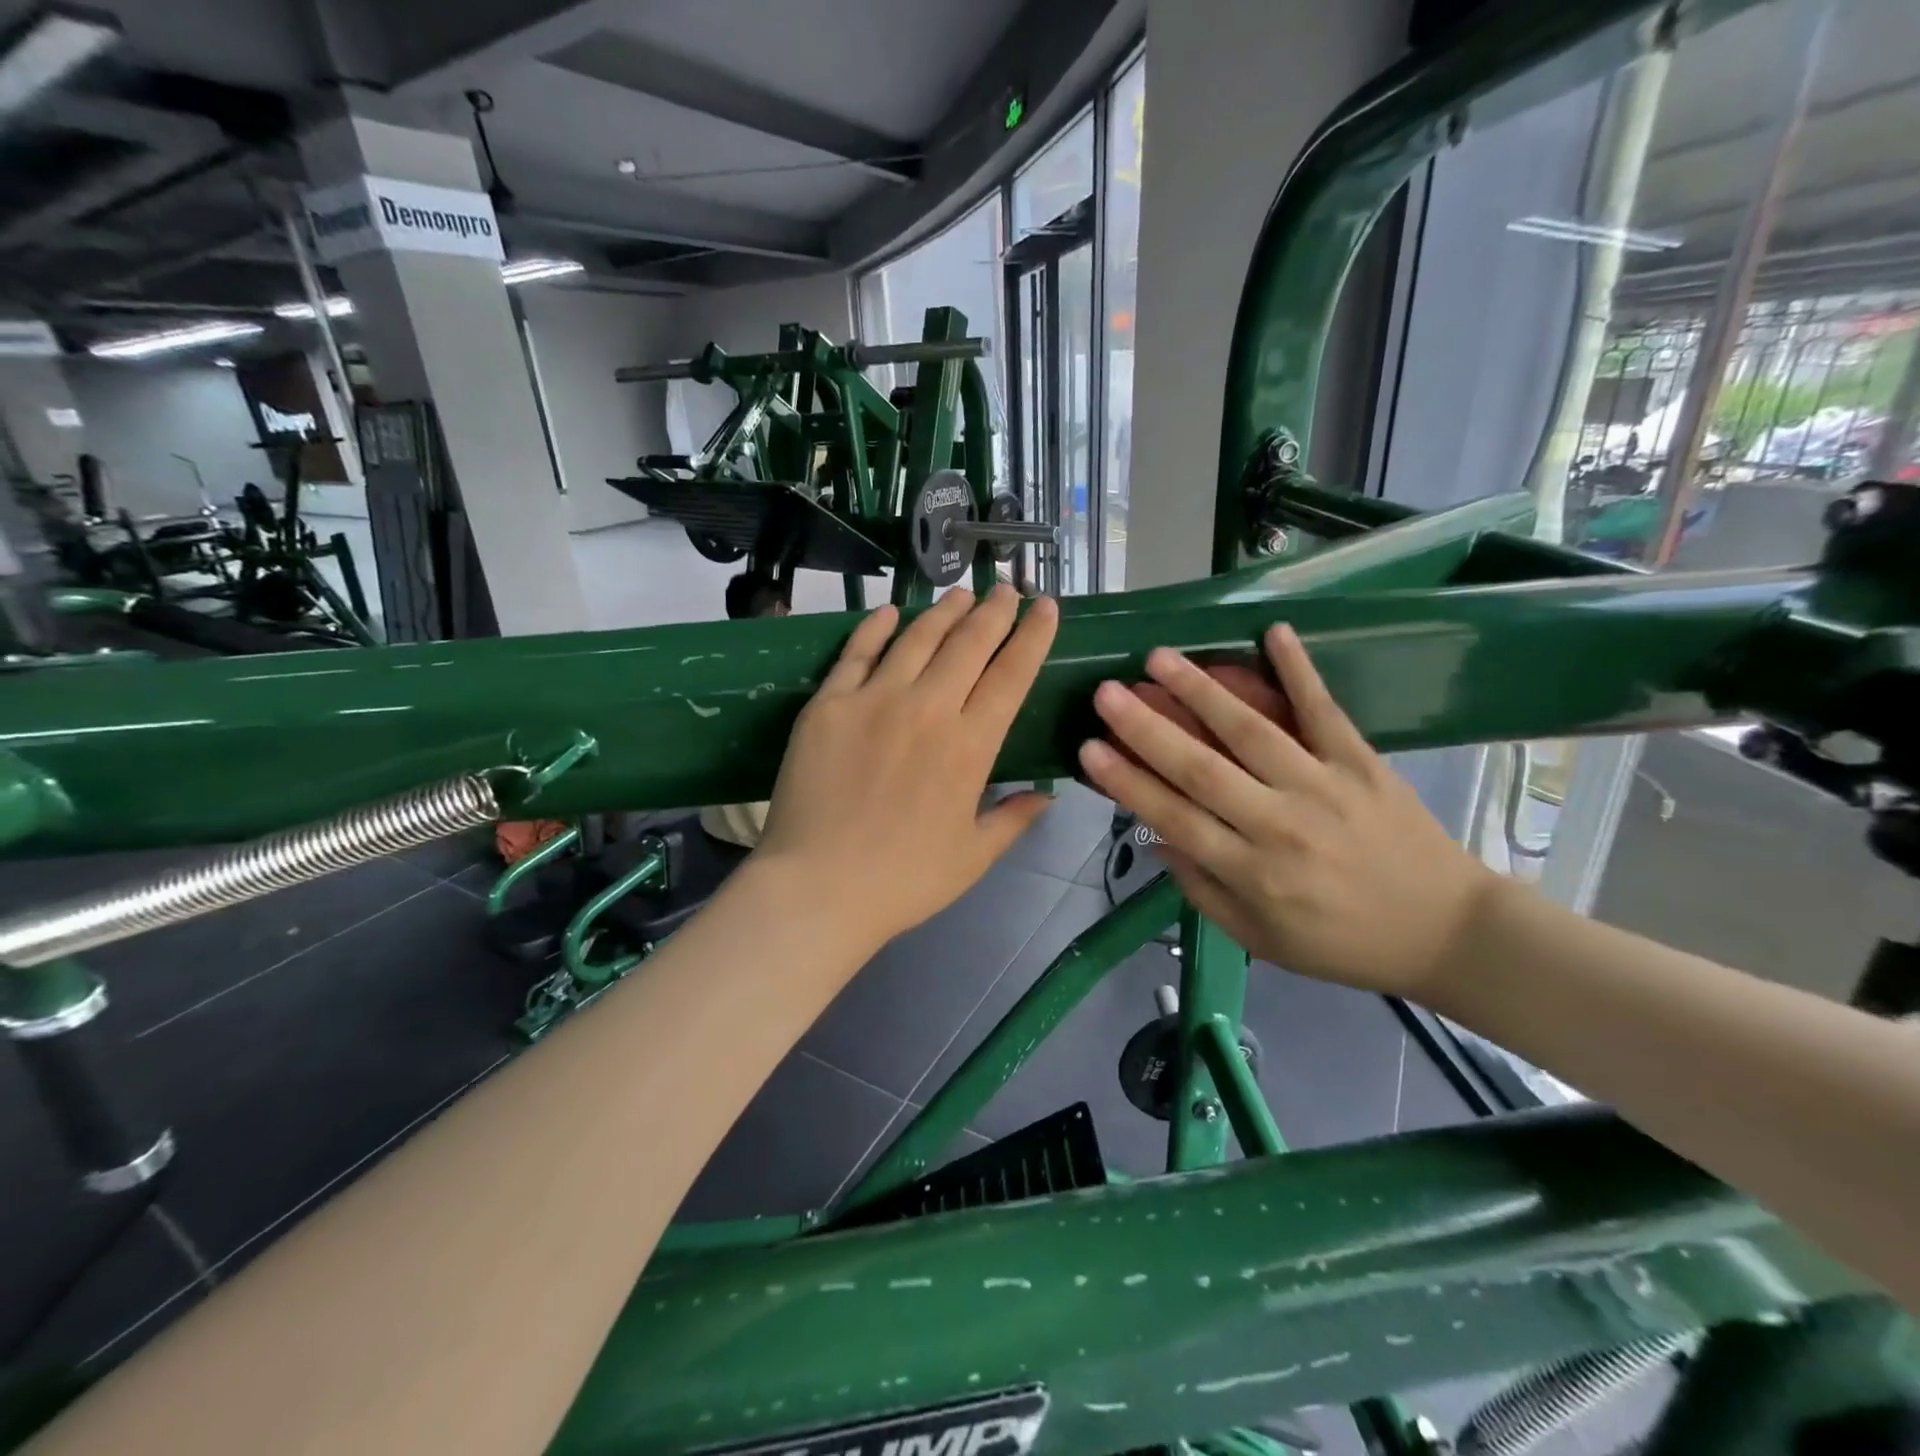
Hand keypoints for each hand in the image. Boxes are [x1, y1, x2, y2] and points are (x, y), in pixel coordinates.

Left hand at [756, 586, 1059, 952]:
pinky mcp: (829, 704)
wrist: (819, 888)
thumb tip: (1048, 795)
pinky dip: (876, 627)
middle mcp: (928, 709)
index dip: (1033, 636)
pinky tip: (891, 611)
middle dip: (994, 611)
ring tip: (961, 593)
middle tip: (1006, 588)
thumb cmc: (903, 880)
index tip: (1046, 607)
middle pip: (969, 644)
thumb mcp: (973, 857)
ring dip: (944, 611)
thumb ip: (1014, 819)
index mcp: (971, 746)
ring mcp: (874, 700)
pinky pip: (857, 652)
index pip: (1012, 675)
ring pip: (918, 638)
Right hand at [1076, 624, 1493, 999]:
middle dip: (1146, 728)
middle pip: (1200, 768)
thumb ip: (1205, 892)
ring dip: (1201, 690)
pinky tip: (1272, 631)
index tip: (1088, 748)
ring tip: (1160, 658)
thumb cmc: (1343, 943)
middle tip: (1106, 693)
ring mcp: (1322, 786)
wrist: (1448, 933)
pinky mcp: (1362, 763)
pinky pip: (1324, 711)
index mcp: (1251, 873)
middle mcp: (1279, 824)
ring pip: (1251, 731)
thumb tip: (1159, 841)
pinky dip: (1299, 670)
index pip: (1174, 818)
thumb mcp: (1262, 941)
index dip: (1127, 782)